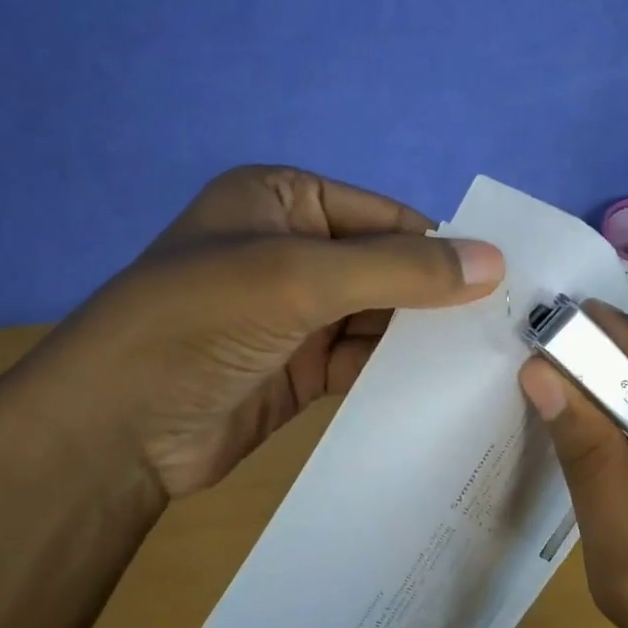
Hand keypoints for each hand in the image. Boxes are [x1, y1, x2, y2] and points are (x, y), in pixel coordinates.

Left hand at [7, 166, 503, 498]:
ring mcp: (294, 315)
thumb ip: (399, 268)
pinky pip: (360, 363)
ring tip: (491, 361)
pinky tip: (441, 388)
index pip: (384, 217)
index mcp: (283, 200)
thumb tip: (494, 261)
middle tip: (510, 329)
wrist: (117, 427)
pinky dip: (395, 373)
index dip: (443, 248)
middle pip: (385, 268)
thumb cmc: (201, 322)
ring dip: (421, 339)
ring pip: (377, 319)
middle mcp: (291, 251)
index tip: (508, 286)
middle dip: (437, 297)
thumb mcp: (300, 277)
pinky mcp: (297, 371)